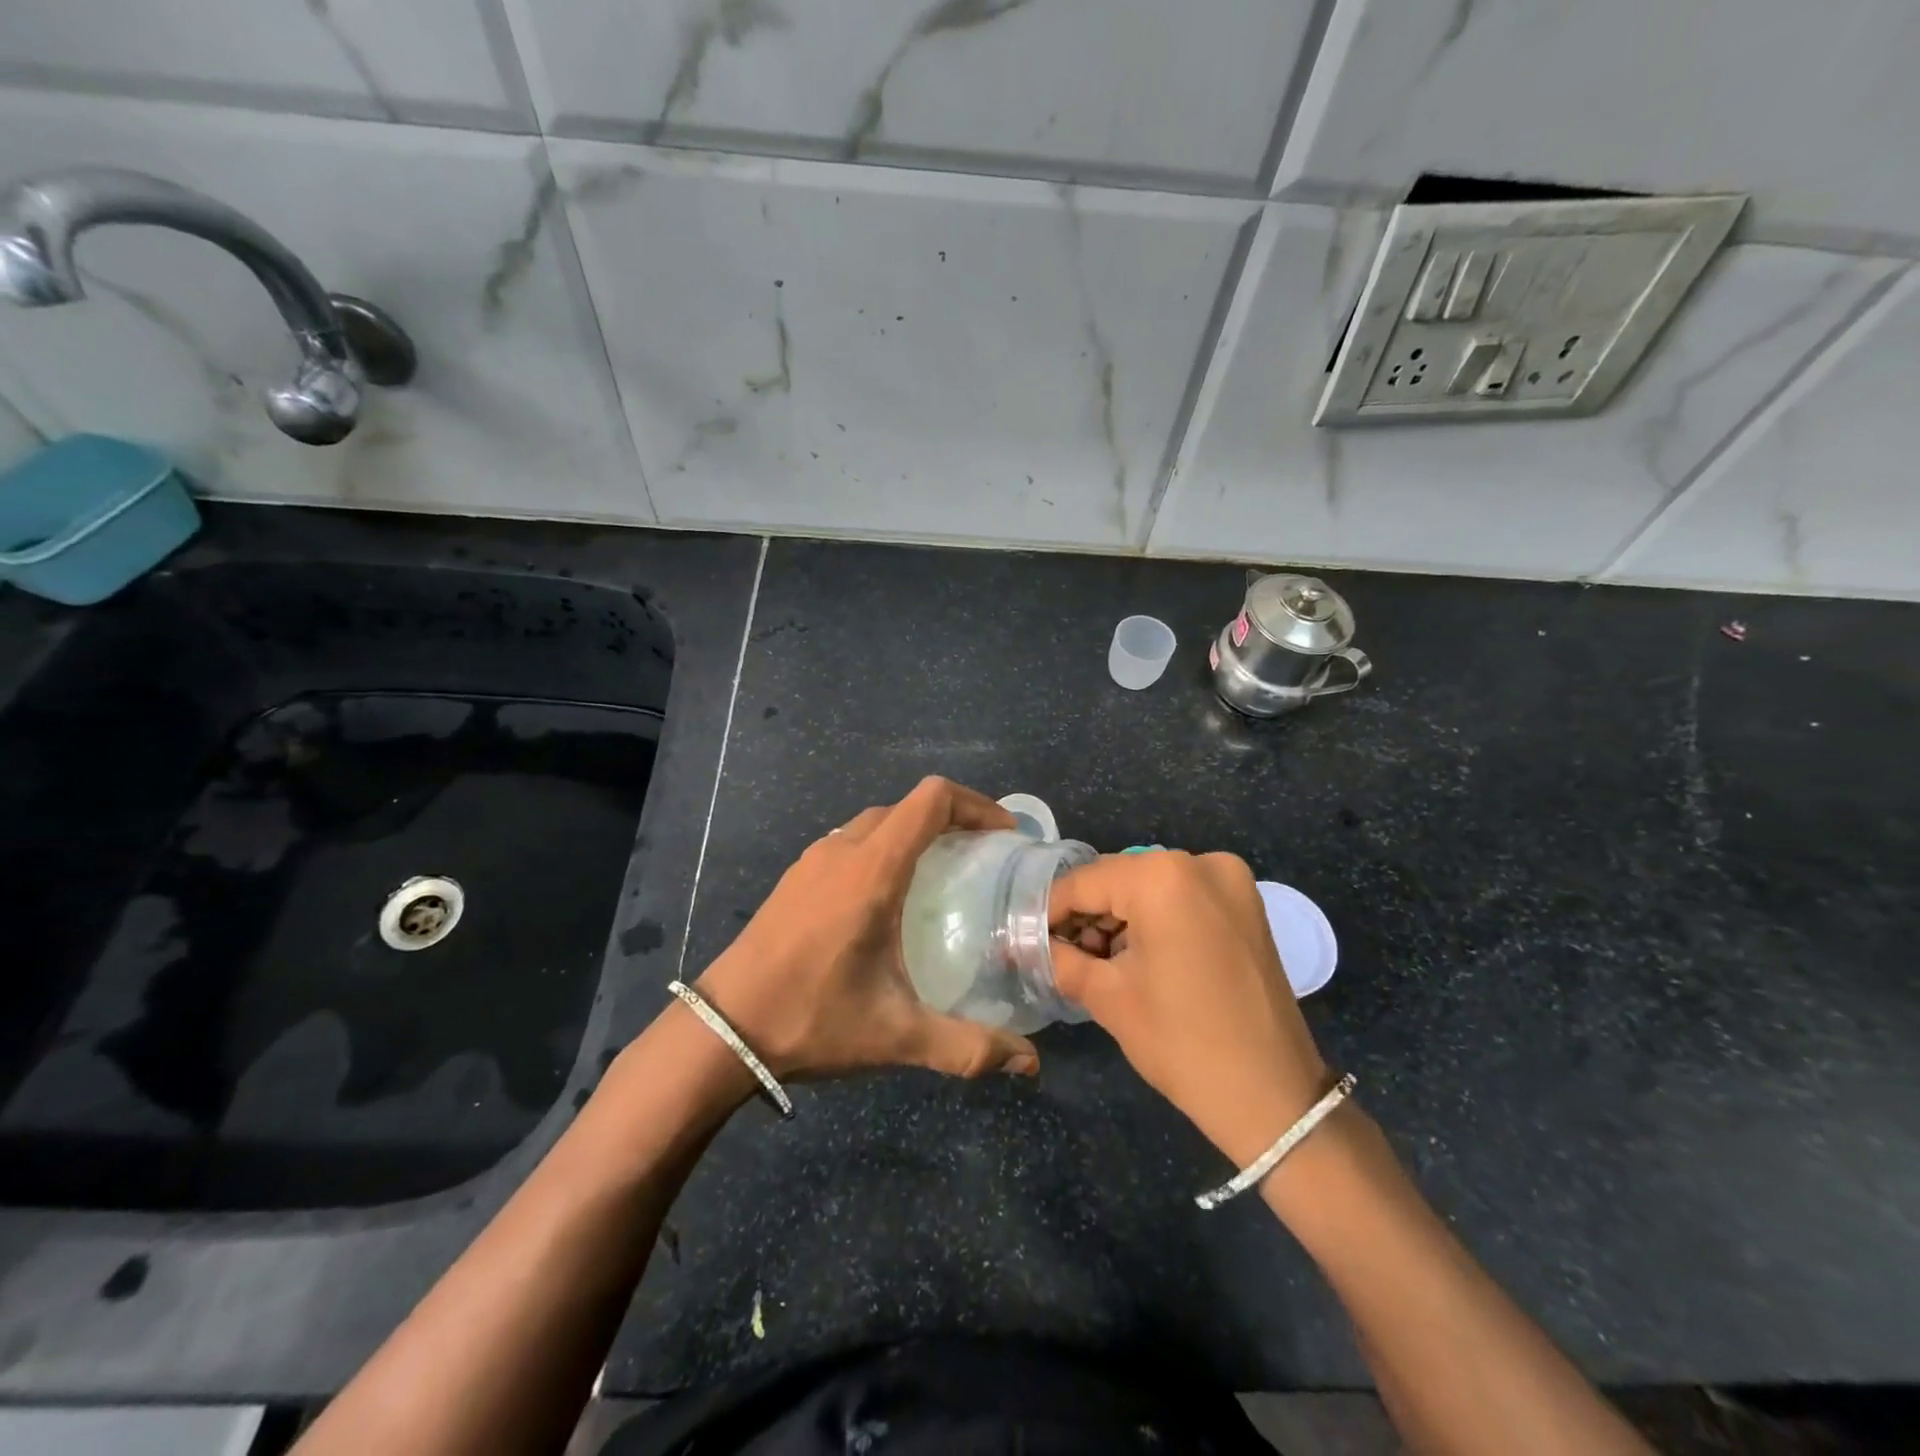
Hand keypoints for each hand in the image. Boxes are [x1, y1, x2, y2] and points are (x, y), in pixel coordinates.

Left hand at [693, 776, 1040, 1081]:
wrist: (722, 1028)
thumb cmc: (812, 1018)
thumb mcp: (896, 1035)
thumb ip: (968, 1047)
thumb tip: (1029, 1064)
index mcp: (872, 869)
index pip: (931, 800)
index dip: (976, 805)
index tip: (1004, 836)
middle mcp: (842, 850)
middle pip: (906, 806)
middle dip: (952, 819)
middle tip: (983, 857)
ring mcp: (812, 860)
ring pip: (875, 822)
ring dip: (914, 832)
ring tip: (942, 874)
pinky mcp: (794, 877)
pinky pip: (850, 842)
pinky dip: (883, 848)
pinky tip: (887, 899)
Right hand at [1048, 851, 1329, 1166]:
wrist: (1274, 1097)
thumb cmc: (1182, 1041)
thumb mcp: (1108, 997)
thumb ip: (1060, 958)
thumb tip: (1027, 944)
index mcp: (1162, 876)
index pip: (1085, 882)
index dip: (1049, 910)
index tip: (1025, 936)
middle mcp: (1200, 862)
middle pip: (1119, 880)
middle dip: (1086, 915)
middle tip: (1061, 954)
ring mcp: (1230, 881)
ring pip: (1150, 888)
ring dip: (1119, 918)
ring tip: (1097, 962)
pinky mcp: (1246, 905)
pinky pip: (1182, 898)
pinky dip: (1154, 920)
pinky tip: (1136, 958)